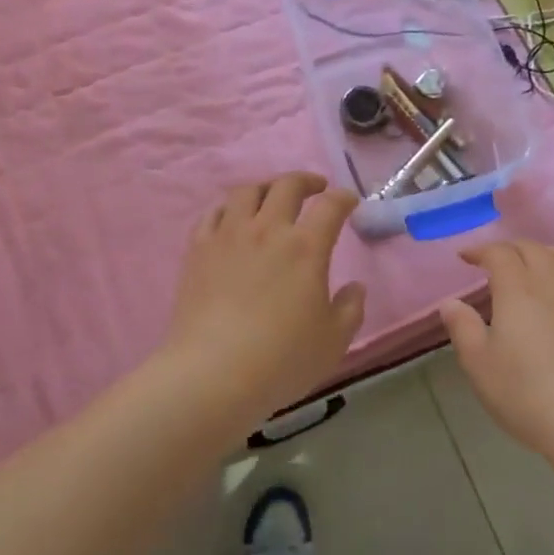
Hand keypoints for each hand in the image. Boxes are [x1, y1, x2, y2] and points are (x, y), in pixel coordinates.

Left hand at [164, 173, 366, 428]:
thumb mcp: (332, 342)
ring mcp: (229, 235)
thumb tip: (355, 286)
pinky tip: (231, 217)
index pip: (330, 206)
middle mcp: (268, 229)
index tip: (349, 201)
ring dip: (265, 187)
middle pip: (287, 186)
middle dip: (306, 180)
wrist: (212, 373)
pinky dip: (228, 208)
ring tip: (272, 196)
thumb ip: (350, 309)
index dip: (343, 198)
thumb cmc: (280, 360)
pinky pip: (213, 213)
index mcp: (306, 247)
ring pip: (247, 191)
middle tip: (315, 188)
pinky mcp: (198, 249)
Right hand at [440, 241, 553, 462]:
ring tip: (533, 268)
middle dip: (510, 248)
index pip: (498, 253)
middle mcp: (552, 283)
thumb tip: (450, 302)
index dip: (480, 250)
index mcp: (517, 288)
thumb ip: (462, 328)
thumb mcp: (479, 365)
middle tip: (496, 261)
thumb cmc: (526, 393)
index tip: (466, 258)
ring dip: (544, 254)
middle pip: (533, 248)